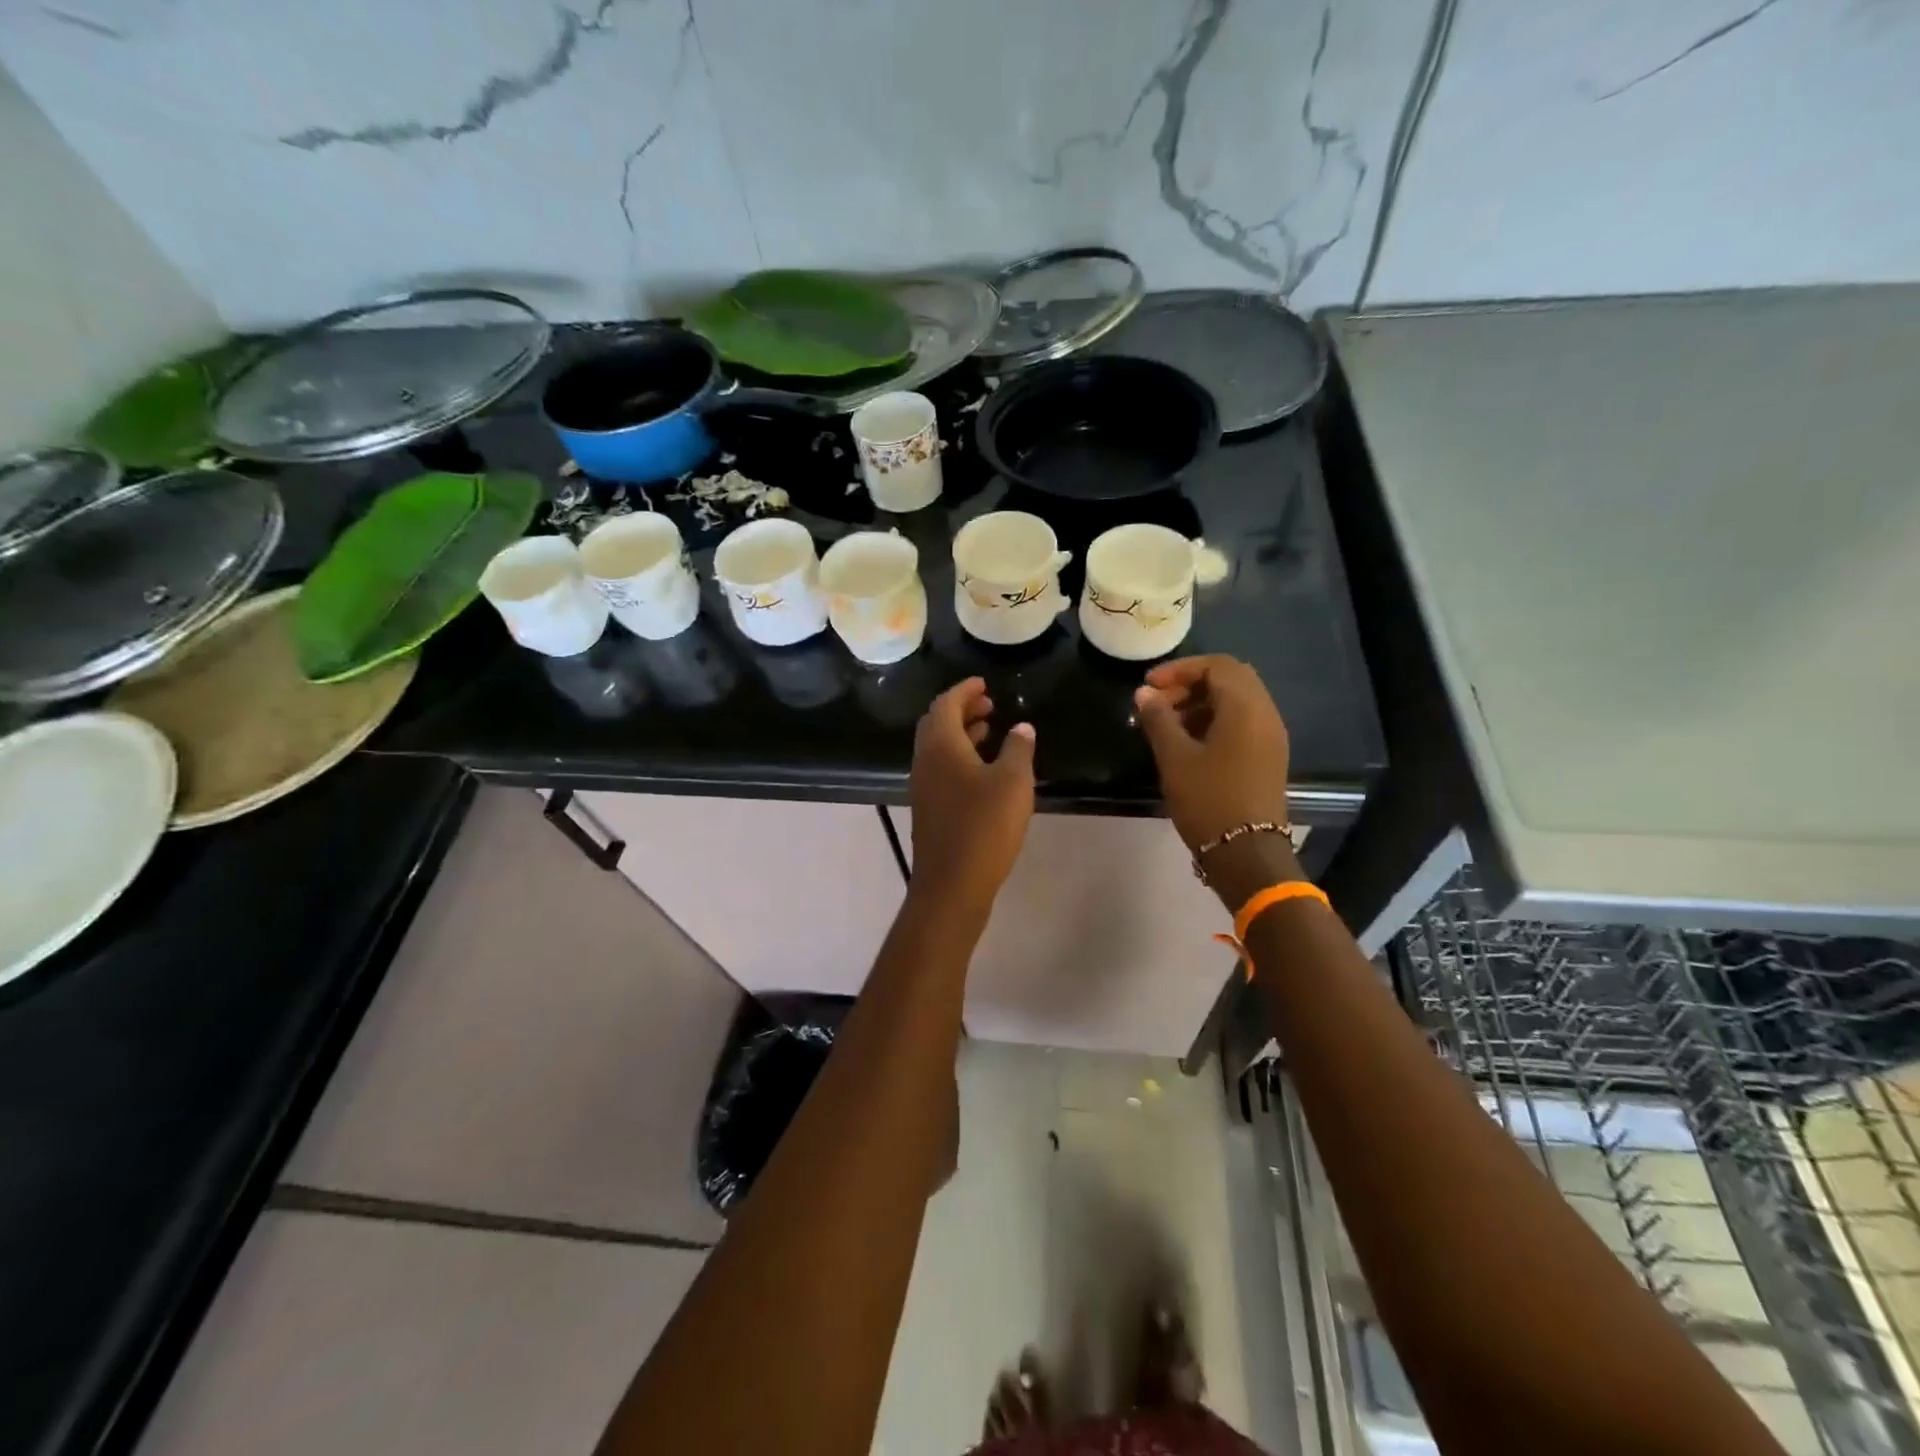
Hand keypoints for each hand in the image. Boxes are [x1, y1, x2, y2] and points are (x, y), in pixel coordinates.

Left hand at [909, 678, 1035, 913]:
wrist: (952, 884)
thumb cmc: (984, 826)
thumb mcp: (1013, 782)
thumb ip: (1018, 749)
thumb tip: (1021, 728)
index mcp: (940, 746)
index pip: (946, 704)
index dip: (965, 690)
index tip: (984, 683)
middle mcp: (925, 761)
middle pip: (937, 723)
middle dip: (962, 709)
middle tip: (989, 704)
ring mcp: (923, 787)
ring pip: (939, 748)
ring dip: (962, 733)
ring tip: (990, 730)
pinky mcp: (929, 809)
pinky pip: (941, 768)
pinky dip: (960, 756)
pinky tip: (983, 770)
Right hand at [1134, 656, 1295, 905]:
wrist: (1246, 853)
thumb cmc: (1208, 799)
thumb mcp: (1174, 757)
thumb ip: (1158, 719)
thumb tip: (1144, 694)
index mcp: (1245, 707)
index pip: (1217, 665)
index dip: (1180, 669)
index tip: (1149, 686)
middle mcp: (1265, 713)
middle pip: (1230, 678)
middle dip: (1191, 683)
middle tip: (1159, 702)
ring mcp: (1271, 735)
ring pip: (1237, 700)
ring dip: (1202, 702)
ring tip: (1168, 724)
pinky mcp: (1269, 755)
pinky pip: (1243, 721)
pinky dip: (1216, 719)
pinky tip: (1190, 742)